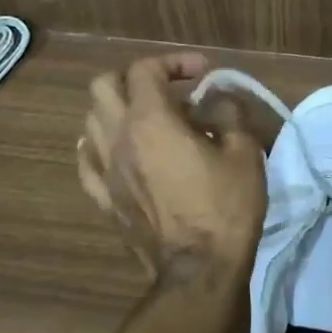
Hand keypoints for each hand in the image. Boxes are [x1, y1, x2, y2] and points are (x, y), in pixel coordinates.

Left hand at [78, 52, 266, 287]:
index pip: (145, 70)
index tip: (203, 73)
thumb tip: (218, 100)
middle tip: (169, 89)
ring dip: (118, 108)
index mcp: (151, 121)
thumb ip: (229, 114)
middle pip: (103, 86)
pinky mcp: (103, 198)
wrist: (198, 270)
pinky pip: (87, 159)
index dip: (174, 62)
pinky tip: (121, 149)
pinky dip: (100, 143)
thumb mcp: (244, 152)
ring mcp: (104, 170)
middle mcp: (118, 138)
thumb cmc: (225, 207)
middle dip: (136, 77)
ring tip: (150, 119)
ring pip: (91, 119)